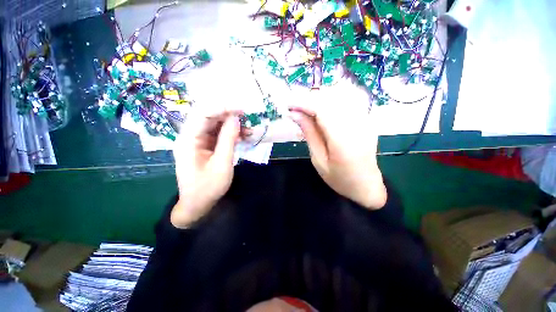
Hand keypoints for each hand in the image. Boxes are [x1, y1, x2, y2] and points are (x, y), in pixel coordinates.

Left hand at [171, 110, 241, 227]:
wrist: (198, 204)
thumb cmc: (208, 187)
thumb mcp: (221, 164)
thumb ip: (228, 140)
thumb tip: (235, 118)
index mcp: (188, 139)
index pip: (203, 114)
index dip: (222, 107)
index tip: (241, 108)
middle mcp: (191, 136)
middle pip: (209, 116)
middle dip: (229, 114)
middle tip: (247, 116)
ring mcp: (198, 141)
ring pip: (215, 124)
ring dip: (232, 125)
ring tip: (249, 130)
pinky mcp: (206, 145)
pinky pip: (219, 134)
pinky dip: (231, 133)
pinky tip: (243, 136)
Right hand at [289, 82, 386, 209]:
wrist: (366, 185)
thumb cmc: (339, 178)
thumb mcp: (318, 160)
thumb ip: (309, 134)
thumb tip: (295, 114)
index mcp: (343, 140)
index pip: (322, 109)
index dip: (303, 103)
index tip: (288, 104)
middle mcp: (357, 124)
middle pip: (331, 98)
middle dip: (309, 99)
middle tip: (295, 108)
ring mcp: (365, 119)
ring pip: (339, 95)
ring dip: (319, 98)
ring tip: (306, 109)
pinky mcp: (367, 118)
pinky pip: (348, 100)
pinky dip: (331, 101)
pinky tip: (322, 110)